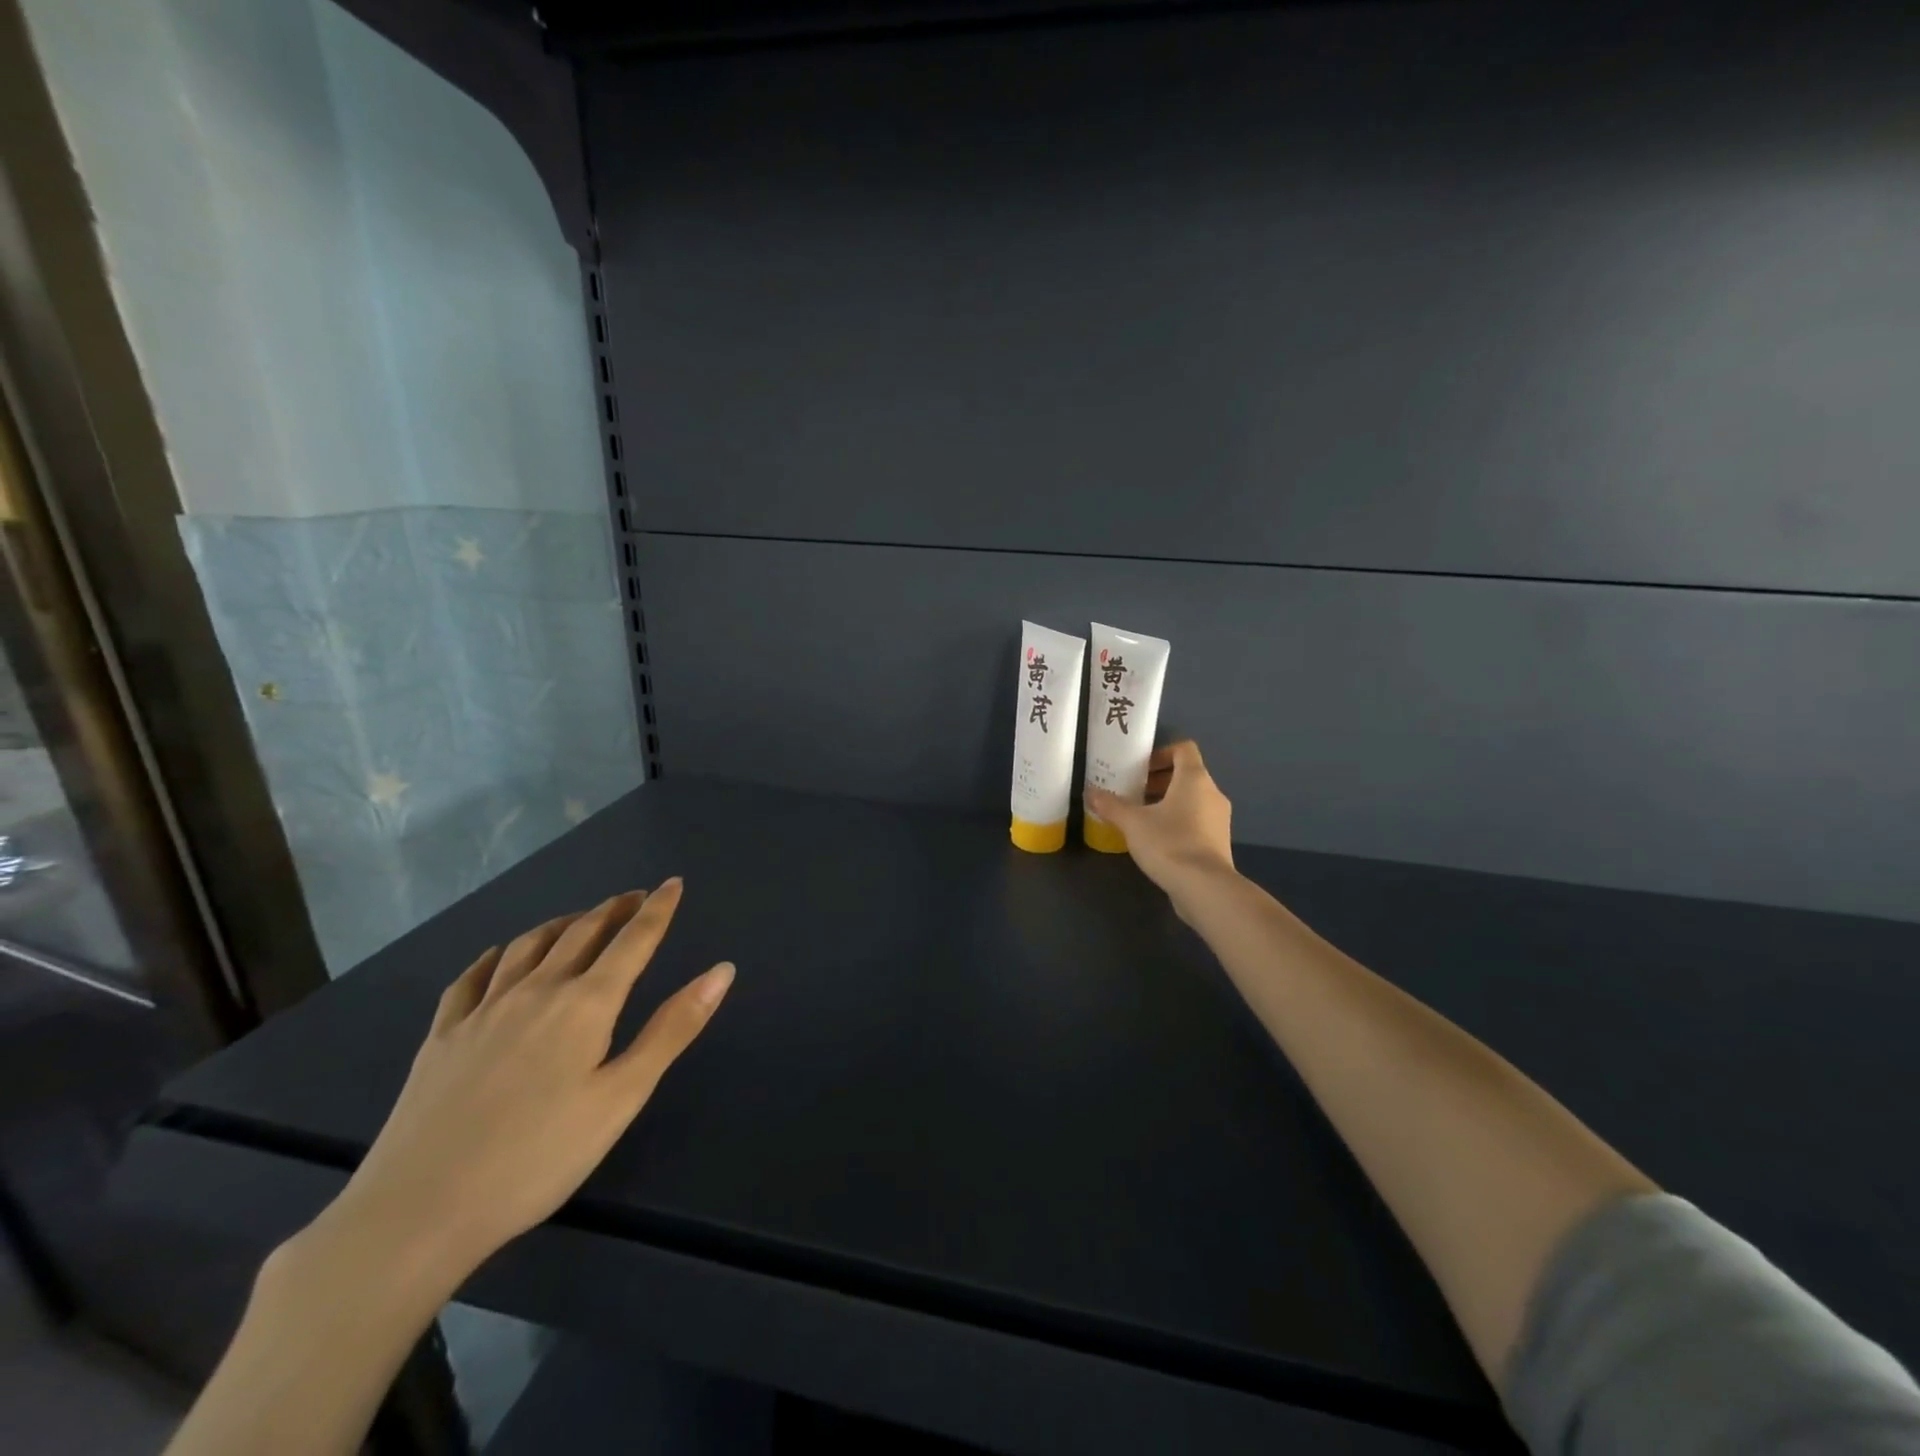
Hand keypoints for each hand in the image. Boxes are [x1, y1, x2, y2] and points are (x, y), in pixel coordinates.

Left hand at [312, 880, 732, 1288]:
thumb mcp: (623, 1096)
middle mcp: (536, 991)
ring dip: (562, 923)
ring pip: (529, 945)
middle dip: (614, 910)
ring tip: (580, 919)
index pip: (633, 940)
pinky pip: (471, 978)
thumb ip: (673, 1028)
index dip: (657, 910)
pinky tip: (499, 955)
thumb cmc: (539, 1157)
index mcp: (585, 1004)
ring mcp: (482, 1011)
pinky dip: (495, 956)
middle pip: (581, 932)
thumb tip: (722, 970)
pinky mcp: (441, 1037)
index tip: (673, 883)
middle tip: (635, 898)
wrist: (418, 1212)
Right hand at [1085, 740, 1236, 909]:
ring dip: (1167, 802)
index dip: (1161, 753)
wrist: (1205, 888)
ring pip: (1192, 799)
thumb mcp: (1132, 823)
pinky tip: (1156, 839)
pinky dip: (1178, 821)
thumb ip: (1111, 805)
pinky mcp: (1218, 842)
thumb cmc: (1169, 843)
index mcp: (1194, 779)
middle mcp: (1212, 793)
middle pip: (1187, 775)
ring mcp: (1219, 819)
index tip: (1140, 769)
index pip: (1184, 749)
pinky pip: (1197, 820)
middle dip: (1159, 780)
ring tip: (1141, 817)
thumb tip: (1091, 792)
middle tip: (1133, 792)